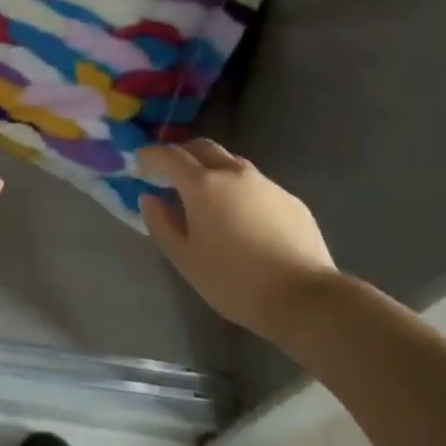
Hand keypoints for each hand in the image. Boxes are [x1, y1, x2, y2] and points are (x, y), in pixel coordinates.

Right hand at [139, 139, 336, 341]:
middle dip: (182, 154)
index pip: (170, 156)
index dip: (152, 155)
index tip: (141, 161)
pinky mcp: (289, 198)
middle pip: (202, 147)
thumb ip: (161, 224)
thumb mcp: (186, 259)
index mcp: (203, 185)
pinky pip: (255, 184)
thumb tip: (150, 198)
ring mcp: (265, 183)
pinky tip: (242, 217)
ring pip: (231, 162)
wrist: (304, 297)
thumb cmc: (234, 281)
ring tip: (206, 195)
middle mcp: (234, 173)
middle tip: (170, 172)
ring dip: (212, 169)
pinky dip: (239, 189)